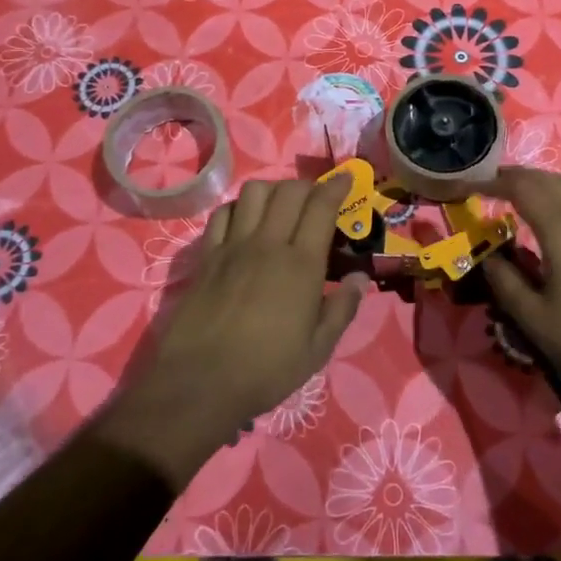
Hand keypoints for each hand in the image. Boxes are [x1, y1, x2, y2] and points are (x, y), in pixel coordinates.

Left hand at [94, 175, 364, 487]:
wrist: (199, 382)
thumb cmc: (266, 370)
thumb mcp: (317, 349)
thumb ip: (343, 309)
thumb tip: (361, 278)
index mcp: (301, 264)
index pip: (321, 206)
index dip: (336, 186)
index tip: (345, 178)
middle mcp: (268, 243)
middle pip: (289, 191)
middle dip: (307, 185)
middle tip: (315, 198)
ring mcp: (233, 246)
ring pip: (253, 193)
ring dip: (272, 190)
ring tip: (280, 206)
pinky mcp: (207, 256)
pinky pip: (223, 214)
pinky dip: (238, 208)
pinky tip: (244, 222)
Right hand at [482, 168, 560, 400]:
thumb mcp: (535, 318)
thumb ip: (505, 282)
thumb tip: (487, 257)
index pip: (522, 188)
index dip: (494, 181)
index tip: (471, 185)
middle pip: (547, 180)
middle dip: (515, 177)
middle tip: (489, 186)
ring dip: (541, 183)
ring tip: (520, 196)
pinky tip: (556, 217)